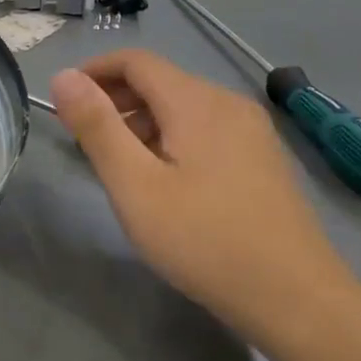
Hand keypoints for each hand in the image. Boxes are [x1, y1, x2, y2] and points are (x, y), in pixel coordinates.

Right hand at [49, 50, 355, 337]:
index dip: (94, 71)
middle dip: (115, 99)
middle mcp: (228, 103)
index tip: (64, 102)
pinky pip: (206, 130)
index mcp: (196, 102)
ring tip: (118, 165)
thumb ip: (97, 127)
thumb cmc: (204, 240)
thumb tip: (64, 76)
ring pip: (183, 107)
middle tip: (82, 139)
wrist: (297, 299)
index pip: (136, 61)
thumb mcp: (134, 185)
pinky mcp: (263, 159)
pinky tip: (164, 181)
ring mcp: (252, 132)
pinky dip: (171, 138)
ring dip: (141, 122)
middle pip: (160, 81)